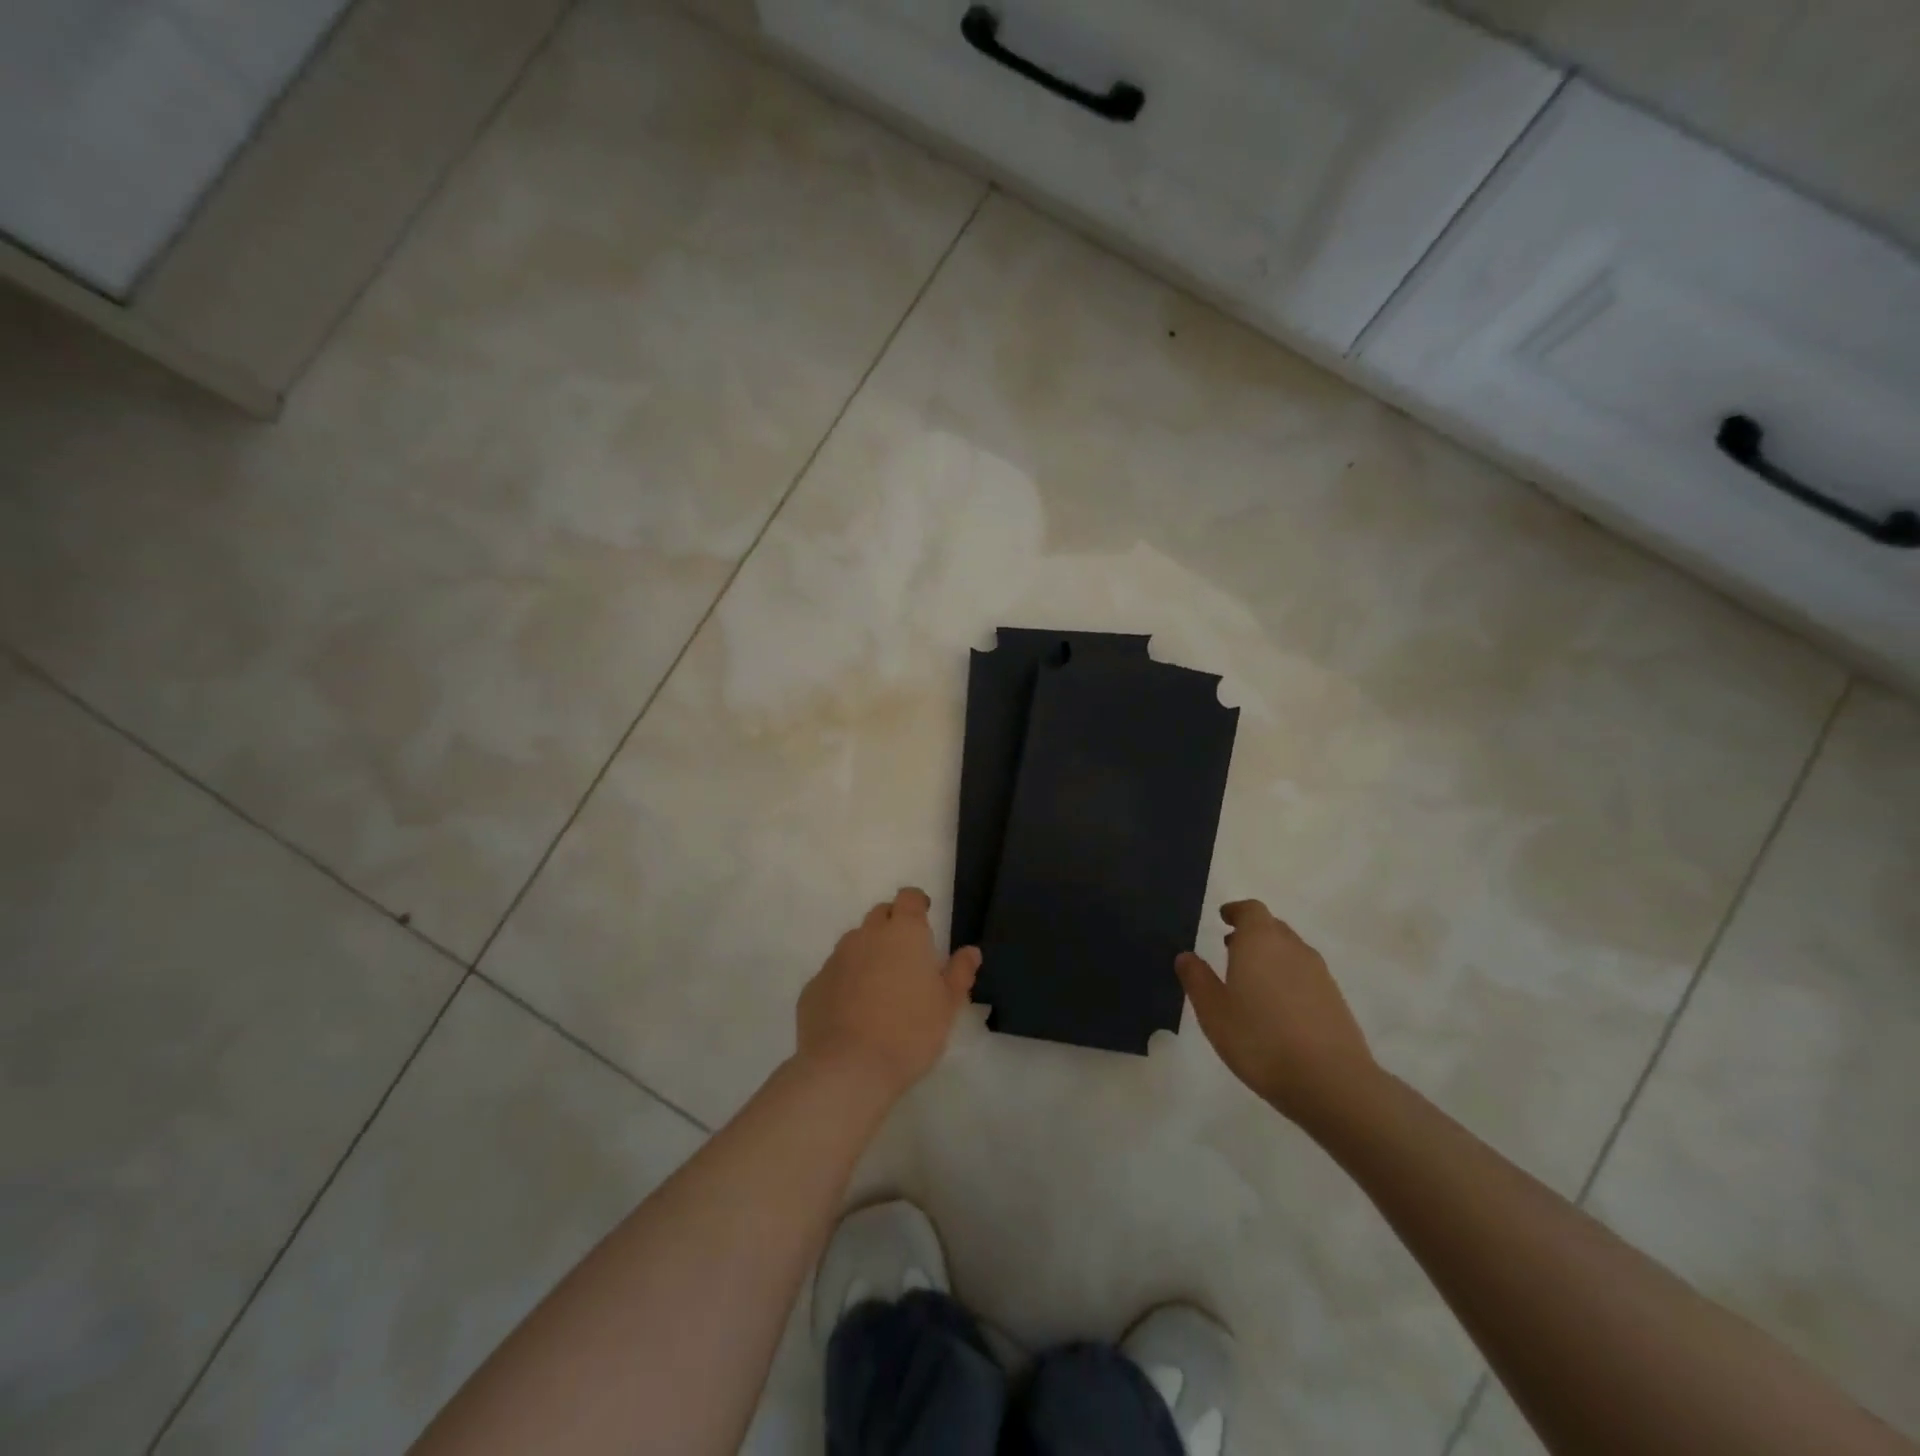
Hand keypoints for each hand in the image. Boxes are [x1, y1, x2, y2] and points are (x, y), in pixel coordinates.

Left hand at [796, 887, 979, 1100]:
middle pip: (880, 914)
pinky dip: (846, 981)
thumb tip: (971, 951)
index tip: (924, 918)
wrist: (847, 1068)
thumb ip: (960, 973)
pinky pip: (834, 973)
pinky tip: (853, 1011)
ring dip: (868, 953)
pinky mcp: (813, 986)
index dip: (917, 904)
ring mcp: (836, 959)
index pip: (909, 898)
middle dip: (893, 926)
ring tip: (880, 987)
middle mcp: (867, 935)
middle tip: (906, 956)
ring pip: (855, 943)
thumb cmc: (910, 1032)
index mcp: (904, 933)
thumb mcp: (948, 1006)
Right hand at [1176, 900, 1376, 1122]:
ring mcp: (1319, 973)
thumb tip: (1185, 956)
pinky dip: (1288, 979)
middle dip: (1252, 933)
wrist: (1330, 1081)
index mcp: (1260, 941)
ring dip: (1271, 957)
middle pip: (1272, 927)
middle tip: (1230, 949)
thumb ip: (1197, 979)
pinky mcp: (1336, 1000)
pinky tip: (1278, 1009)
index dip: (1236, 911)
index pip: (1251, 910)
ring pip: (1291, 951)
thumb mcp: (1213, 1011)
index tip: (1223, 918)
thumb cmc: (1260, 1039)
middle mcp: (1292, 948)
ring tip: (1251, 981)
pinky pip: (1306, 976)